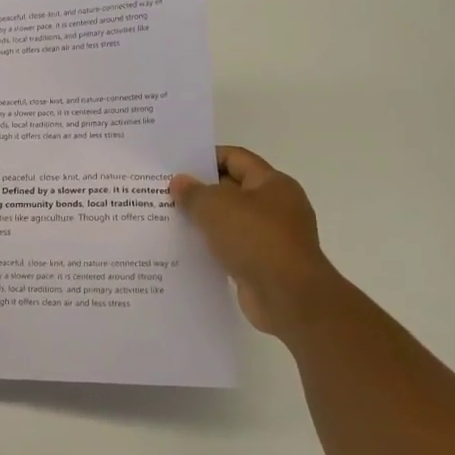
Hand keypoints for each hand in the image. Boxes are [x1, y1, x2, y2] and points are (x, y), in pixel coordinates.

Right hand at [170, 146, 344, 335]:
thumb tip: (179, 182)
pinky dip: (212, 246)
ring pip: (231, 221)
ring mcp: (272, 237)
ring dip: (205, 221)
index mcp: (273, 184)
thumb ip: (193, 192)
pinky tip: (187, 249)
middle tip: (166, 192)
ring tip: (170, 219)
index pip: (236, 158)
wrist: (289, 297)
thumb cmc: (256, 239)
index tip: (177, 165)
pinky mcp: (264, 264)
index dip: (207, 157)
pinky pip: (232, 247)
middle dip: (201, 190)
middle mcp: (277, 206)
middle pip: (233, 189)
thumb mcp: (216, 207)